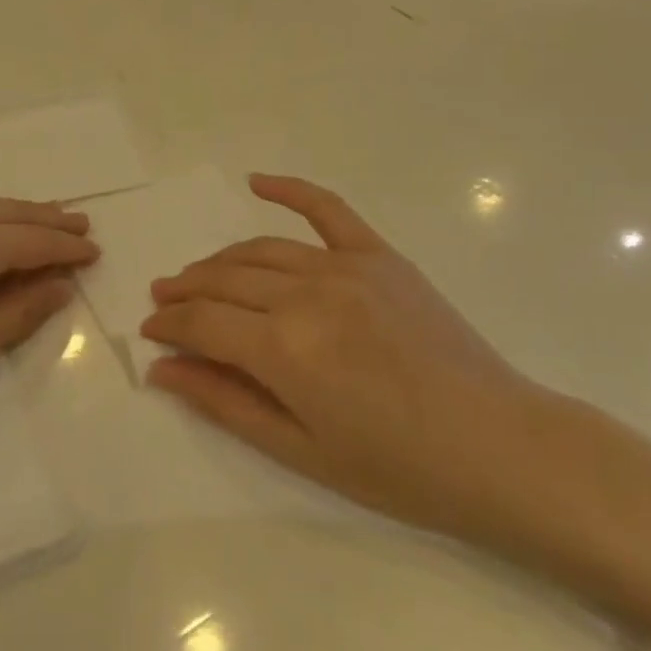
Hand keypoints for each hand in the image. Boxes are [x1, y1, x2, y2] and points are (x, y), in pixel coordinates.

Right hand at [140, 175, 552, 536]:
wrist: (500, 448)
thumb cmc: (397, 468)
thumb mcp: (300, 449)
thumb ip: (224, 402)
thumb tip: (161, 369)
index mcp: (284, 349)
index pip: (202, 321)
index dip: (168, 324)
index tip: (150, 331)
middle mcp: (306, 295)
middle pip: (223, 280)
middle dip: (184, 290)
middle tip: (163, 300)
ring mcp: (346, 267)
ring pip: (260, 250)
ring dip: (219, 260)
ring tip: (196, 275)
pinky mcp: (380, 256)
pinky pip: (327, 209)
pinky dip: (289, 189)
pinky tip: (256, 181)